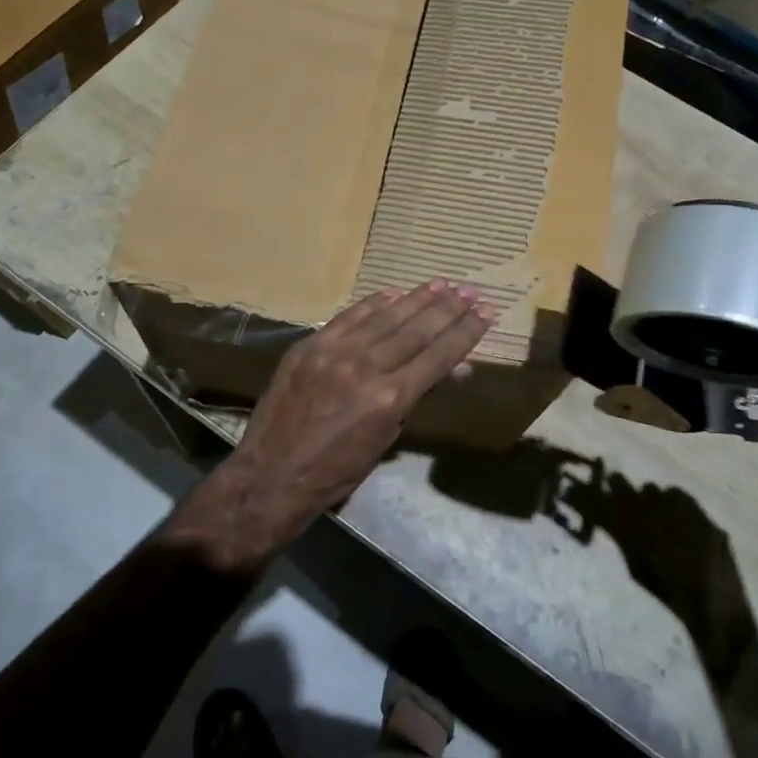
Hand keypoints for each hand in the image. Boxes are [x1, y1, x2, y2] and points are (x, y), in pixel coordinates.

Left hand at [165, 280, 493, 569]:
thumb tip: (453, 369)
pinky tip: (395, 292)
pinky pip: (349, 317)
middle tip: (470, 291)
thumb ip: (416, 397)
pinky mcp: (309, 346)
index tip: (486, 312)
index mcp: (389, 398)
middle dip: (448, 309)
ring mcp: (334, 352)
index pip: (438, 356)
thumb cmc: (336, 471)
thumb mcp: (386, 438)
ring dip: (417, 299)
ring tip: (442, 284)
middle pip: (417, 330)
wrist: (272, 474)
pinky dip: (374, 303)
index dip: (465, 332)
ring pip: (386, 317)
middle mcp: (366, 367)